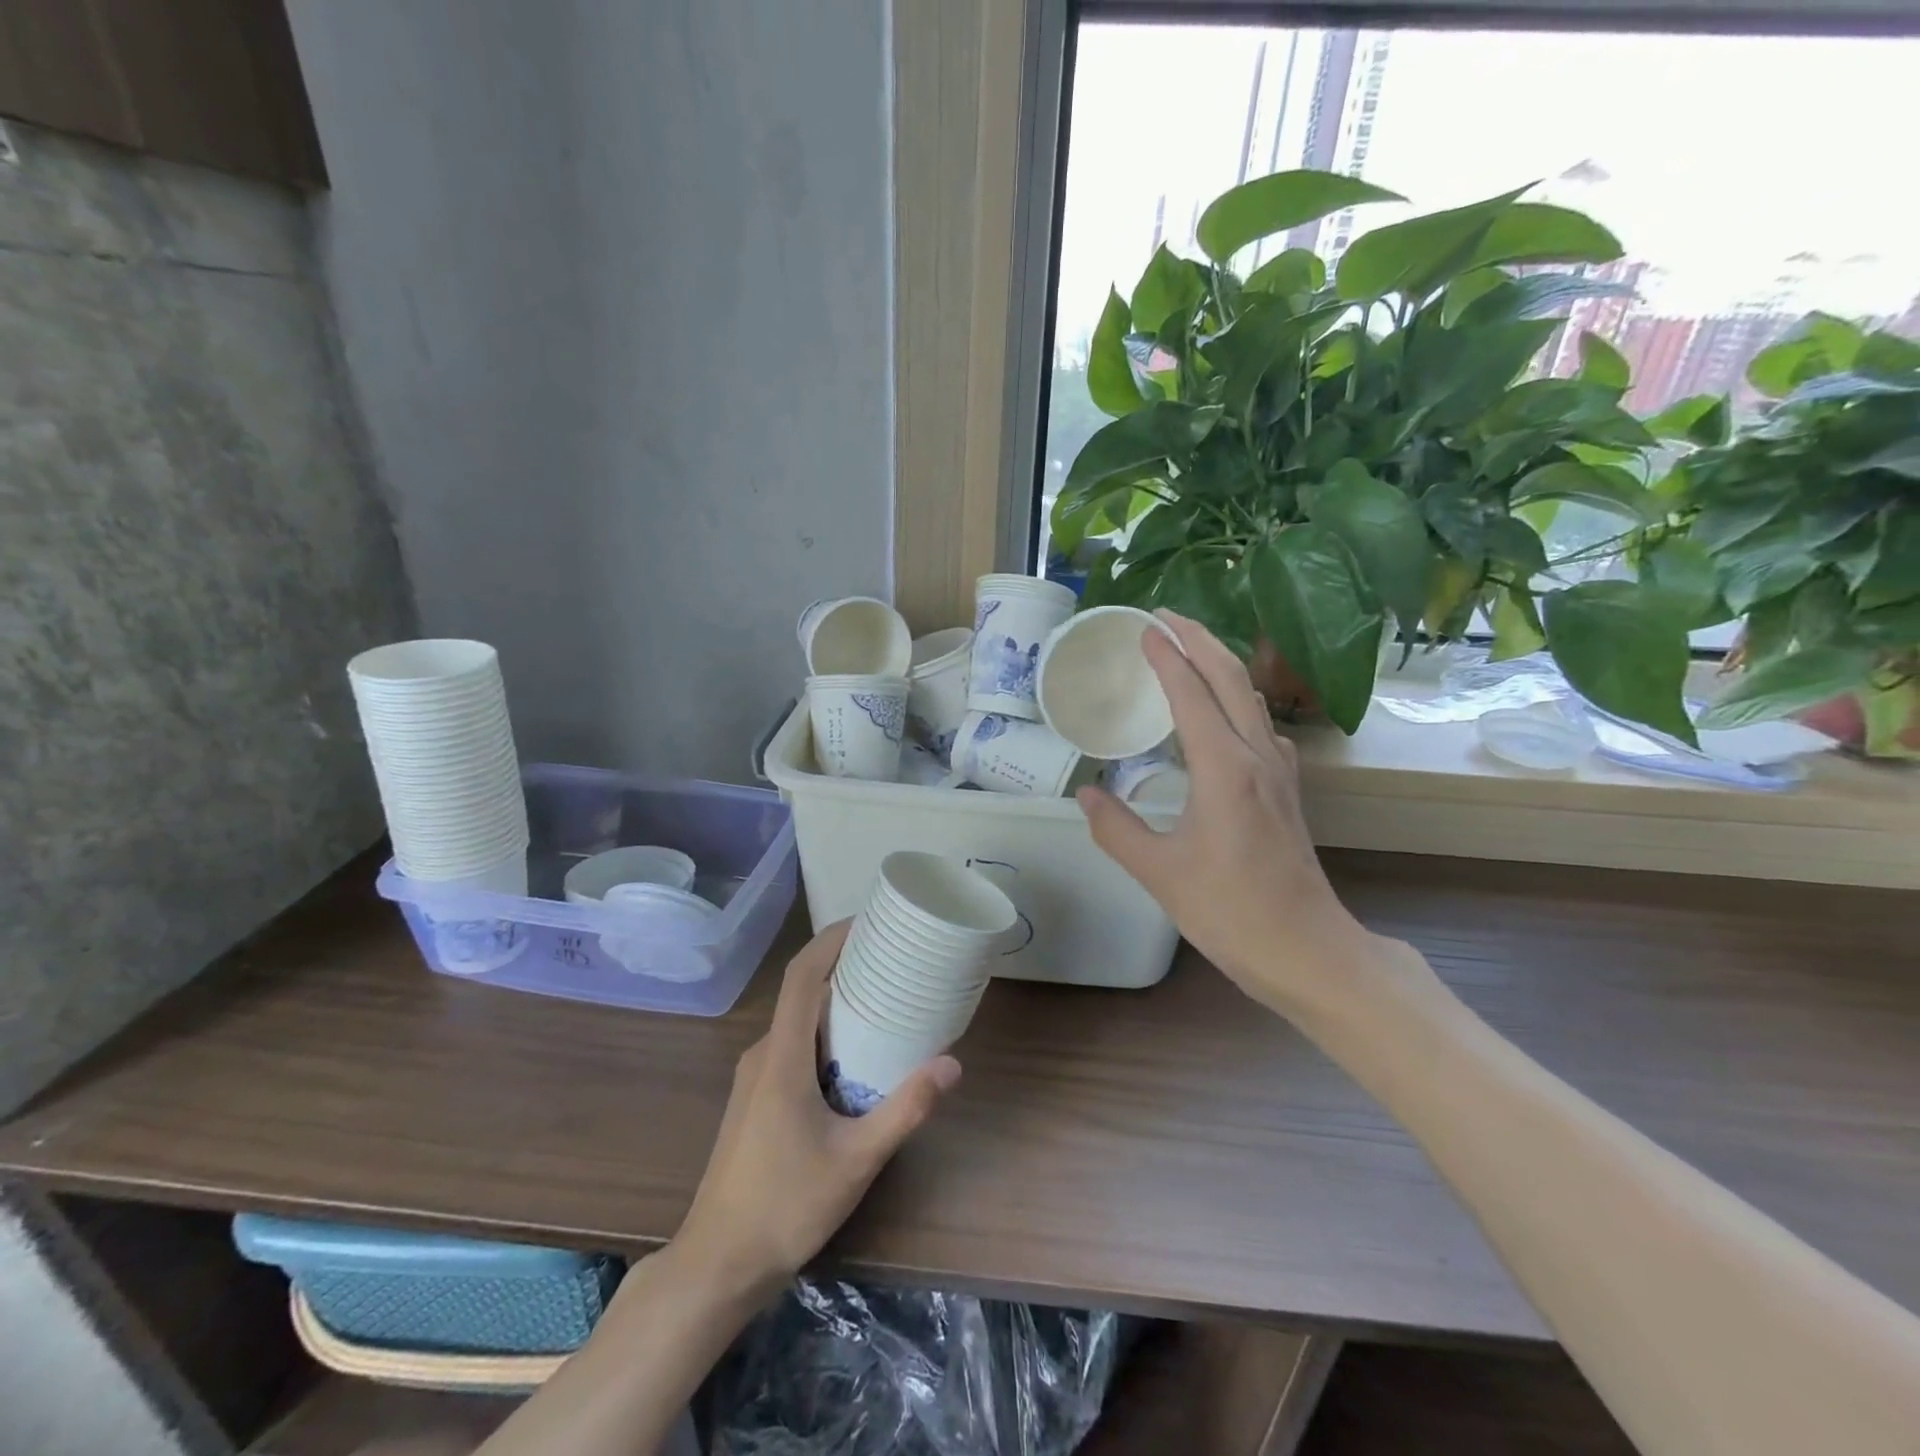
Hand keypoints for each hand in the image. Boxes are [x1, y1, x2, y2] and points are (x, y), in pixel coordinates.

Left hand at [673, 922, 960, 1301]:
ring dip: (836, 1002)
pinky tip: (856, 1055)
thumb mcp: (856, 1160)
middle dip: (844, 966)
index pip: (802, 975)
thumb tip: (952, 1063)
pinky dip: (825, 1032)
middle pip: (802, 991)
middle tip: (892, 958)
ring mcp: (755, 1077)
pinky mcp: (756, 1098)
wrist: (718, 1264)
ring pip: (798, 1021)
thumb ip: (905, 1109)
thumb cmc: (785, 1206)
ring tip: (883, 999)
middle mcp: (763, 1055)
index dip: (831, 939)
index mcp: (782, 1057)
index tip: (868, 920)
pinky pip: (793, 1045)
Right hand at [1075, 610, 1371, 1018]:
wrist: (1306, 949)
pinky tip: (1224, 716)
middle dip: (1198, 639)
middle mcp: (1257, 757)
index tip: (1143, 629)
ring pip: (1250, 698)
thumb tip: (1087, 793)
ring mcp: (1278, 772)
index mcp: (1224, 769)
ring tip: (1188, 650)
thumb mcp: (1159, 872)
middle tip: (1164, 616)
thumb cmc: (1230, 911)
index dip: (1167, 657)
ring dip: (1219, 664)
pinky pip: (1260, 725)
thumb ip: (1115, 828)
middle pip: (1231, 678)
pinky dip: (1236, 700)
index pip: (1192, 693)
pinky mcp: (1286, 790)